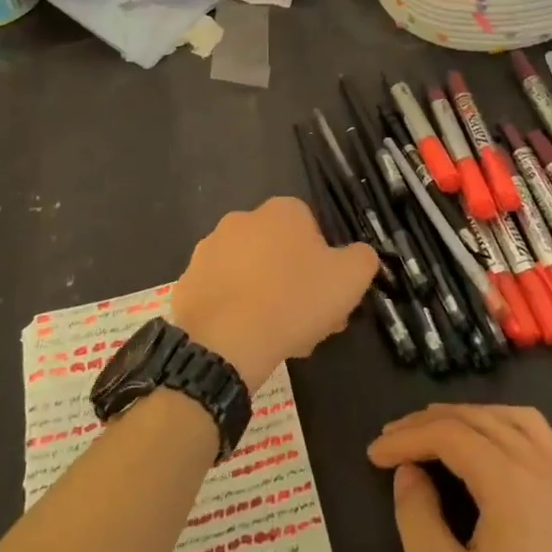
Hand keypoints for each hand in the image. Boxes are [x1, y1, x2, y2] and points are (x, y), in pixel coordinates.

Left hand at [171, 196, 375, 389]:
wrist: (224, 340)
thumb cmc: (293, 300)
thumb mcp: (350, 279)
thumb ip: (362, 258)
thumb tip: (358, 255)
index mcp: (282, 211)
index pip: (313, 230)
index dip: (325, 264)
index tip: (330, 297)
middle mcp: (242, 219)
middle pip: (281, 252)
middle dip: (297, 283)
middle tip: (309, 322)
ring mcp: (210, 248)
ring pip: (251, 273)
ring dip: (267, 296)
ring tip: (278, 337)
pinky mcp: (189, 279)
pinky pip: (223, 293)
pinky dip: (236, 310)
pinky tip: (247, 338)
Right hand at [367, 406, 551, 551]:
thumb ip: (417, 517)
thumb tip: (410, 472)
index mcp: (512, 483)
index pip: (450, 434)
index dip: (408, 437)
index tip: (374, 454)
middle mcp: (546, 471)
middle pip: (483, 419)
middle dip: (434, 421)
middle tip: (396, 438)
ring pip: (519, 421)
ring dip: (475, 418)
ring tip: (440, 433)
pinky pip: (544, 444)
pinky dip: (507, 433)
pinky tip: (491, 459)